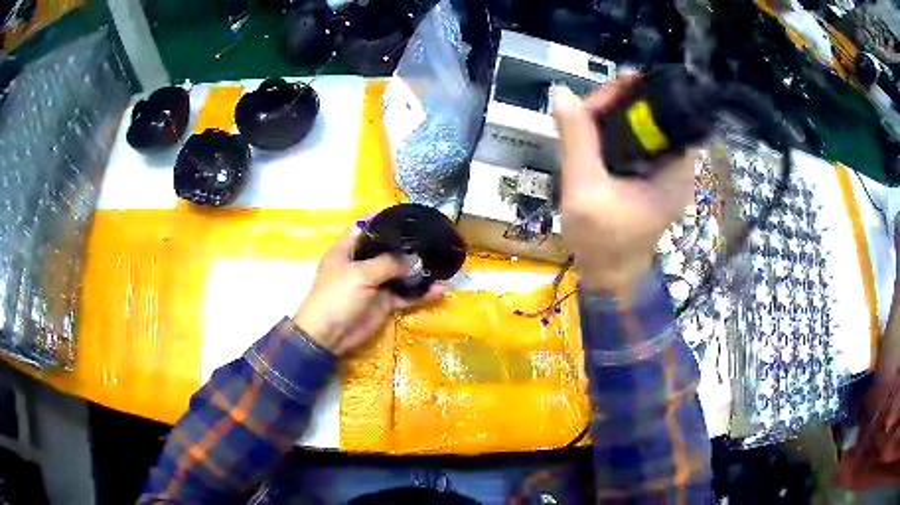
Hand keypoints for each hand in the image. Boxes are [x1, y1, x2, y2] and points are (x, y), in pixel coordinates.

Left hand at [293, 225, 444, 355]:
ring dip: (418, 271)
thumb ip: (388, 263)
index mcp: (348, 249)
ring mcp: (374, 284)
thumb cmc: (336, 297)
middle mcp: (362, 263)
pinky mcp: (383, 303)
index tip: (409, 215)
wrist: (328, 336)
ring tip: (441, 264)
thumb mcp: (359, 274)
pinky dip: (421, 293)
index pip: (366, 227)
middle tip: (433, 239)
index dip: (384, 219)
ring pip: (400, 273)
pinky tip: (439, 289)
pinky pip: (405, 295)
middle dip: (408, 245)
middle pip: (387, 249)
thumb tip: (414, 259)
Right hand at [553, 75, 694, 297]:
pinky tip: (591, 135)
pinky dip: (613, 133)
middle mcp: (676, 168)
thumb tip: (561, 92)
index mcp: (675, 171)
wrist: (606, 280)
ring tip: (583, 120)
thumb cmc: (602, 243)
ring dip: (613, 117)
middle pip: (654, 116)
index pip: (668, 113)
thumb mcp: (585, 189)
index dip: (640, 94)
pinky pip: (635, 143)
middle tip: (586, 108)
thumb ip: (577, 139)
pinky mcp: (650, 179)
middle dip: (620, 104)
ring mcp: (663, 174)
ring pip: (642, 127)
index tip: (607, 91)